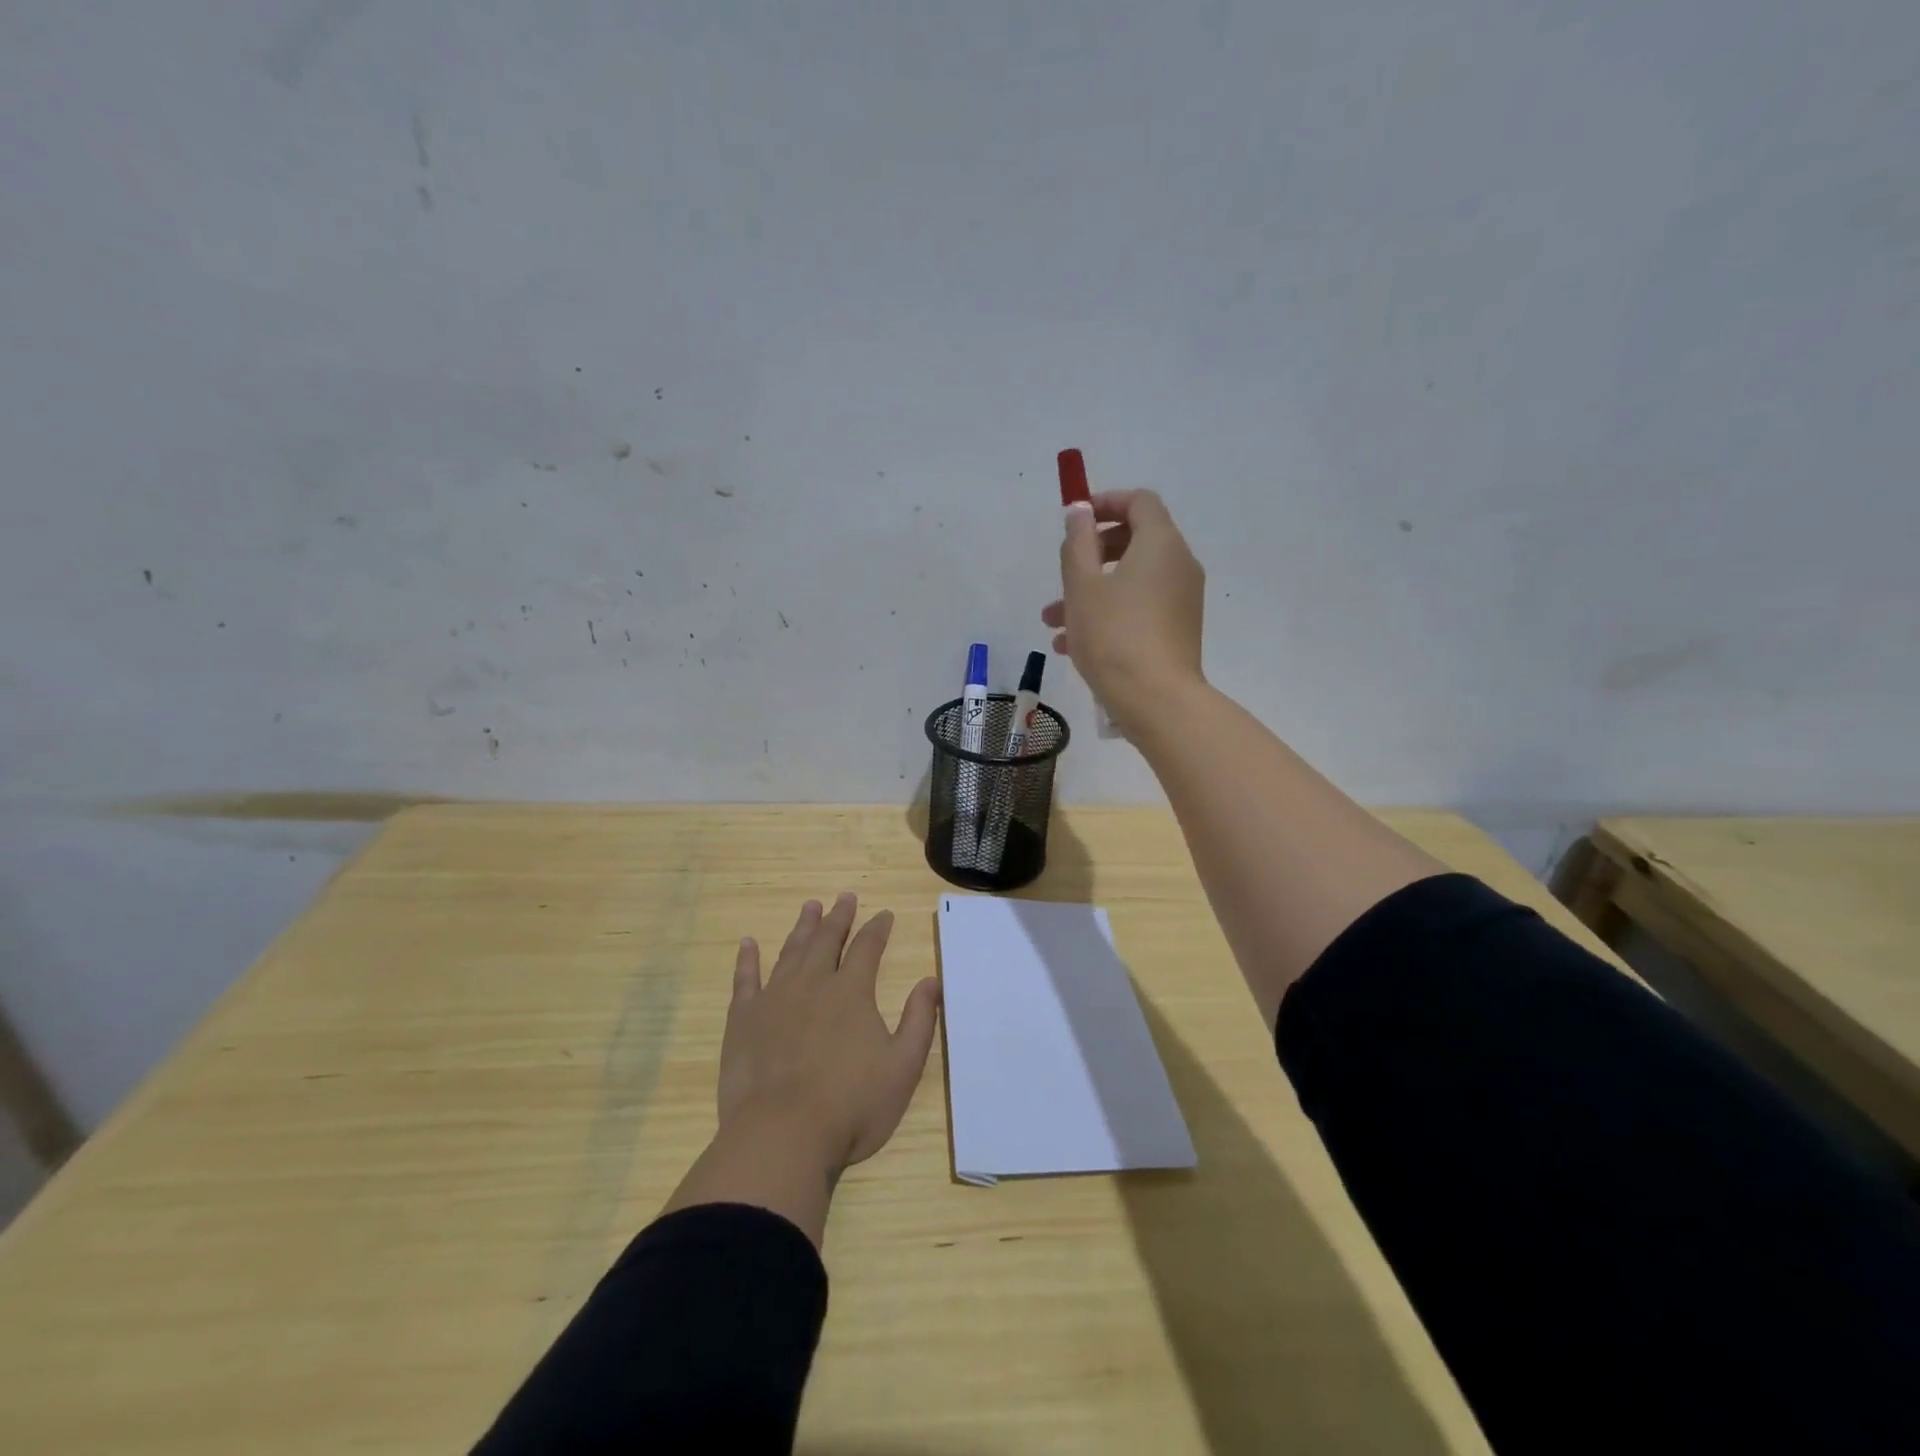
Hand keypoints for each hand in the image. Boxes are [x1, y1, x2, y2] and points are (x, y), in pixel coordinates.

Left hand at [720, 893, 941, 1173]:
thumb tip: (930, 981)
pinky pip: (745, 980)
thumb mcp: (903, 1067)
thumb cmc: (851, 1106)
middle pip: (827, 940)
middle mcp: (812, 984)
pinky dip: (747, 960)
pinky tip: (747, 944)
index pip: (868, 948)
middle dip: (839, 917)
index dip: (877, 928)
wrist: (782, 1136)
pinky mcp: (743, 1020)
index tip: (884, 914)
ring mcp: (774, 999)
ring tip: (809, 907)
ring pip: (791, 952)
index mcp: (851, 992)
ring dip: (802, 927)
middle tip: (844, 897)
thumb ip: (919, 1020)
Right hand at [1042, 490, 1205, 719]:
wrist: (1156, 700)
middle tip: (1063, 572)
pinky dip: (1110, 614)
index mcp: (1161, 544)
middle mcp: (1179, 565)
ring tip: (1052, 622)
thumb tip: (1080, 511)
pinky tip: (1072, 645)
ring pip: (1131, 581)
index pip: (1139, 502)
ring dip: (1092, 592)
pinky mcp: (1178, 630)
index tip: (1075, 520)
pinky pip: (1140, 608)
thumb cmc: (1114, 635)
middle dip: (1091, 555)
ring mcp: (1182, 600)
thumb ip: (1078, 542)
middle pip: (1135, 541)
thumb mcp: (1082, 585)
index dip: (1106, 502)